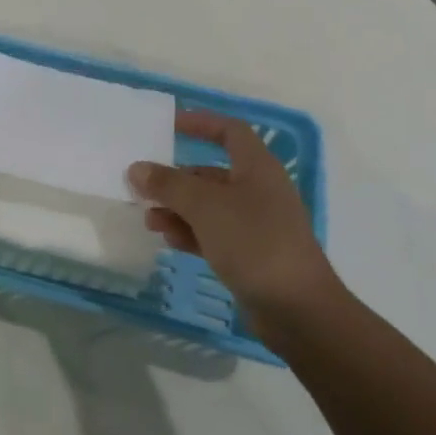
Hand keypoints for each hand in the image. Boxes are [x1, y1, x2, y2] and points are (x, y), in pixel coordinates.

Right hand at [127, 110, 338, 322]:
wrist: (298, 310)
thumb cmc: (254, 242)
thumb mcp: (205, 206)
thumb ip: (168, 184)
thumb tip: (137, 168)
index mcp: (257, 168)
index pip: (229, 131)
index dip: (200, 123)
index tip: (168, 125)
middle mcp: (258, 191)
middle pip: (211, 173)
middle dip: (176, 178)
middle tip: (144, 187)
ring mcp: (256, 225)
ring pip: (209, 206)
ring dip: (178, 208)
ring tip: (150, 220)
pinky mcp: (251, 255)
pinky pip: (214, 234)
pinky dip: (190, 232)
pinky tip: (169, 239)